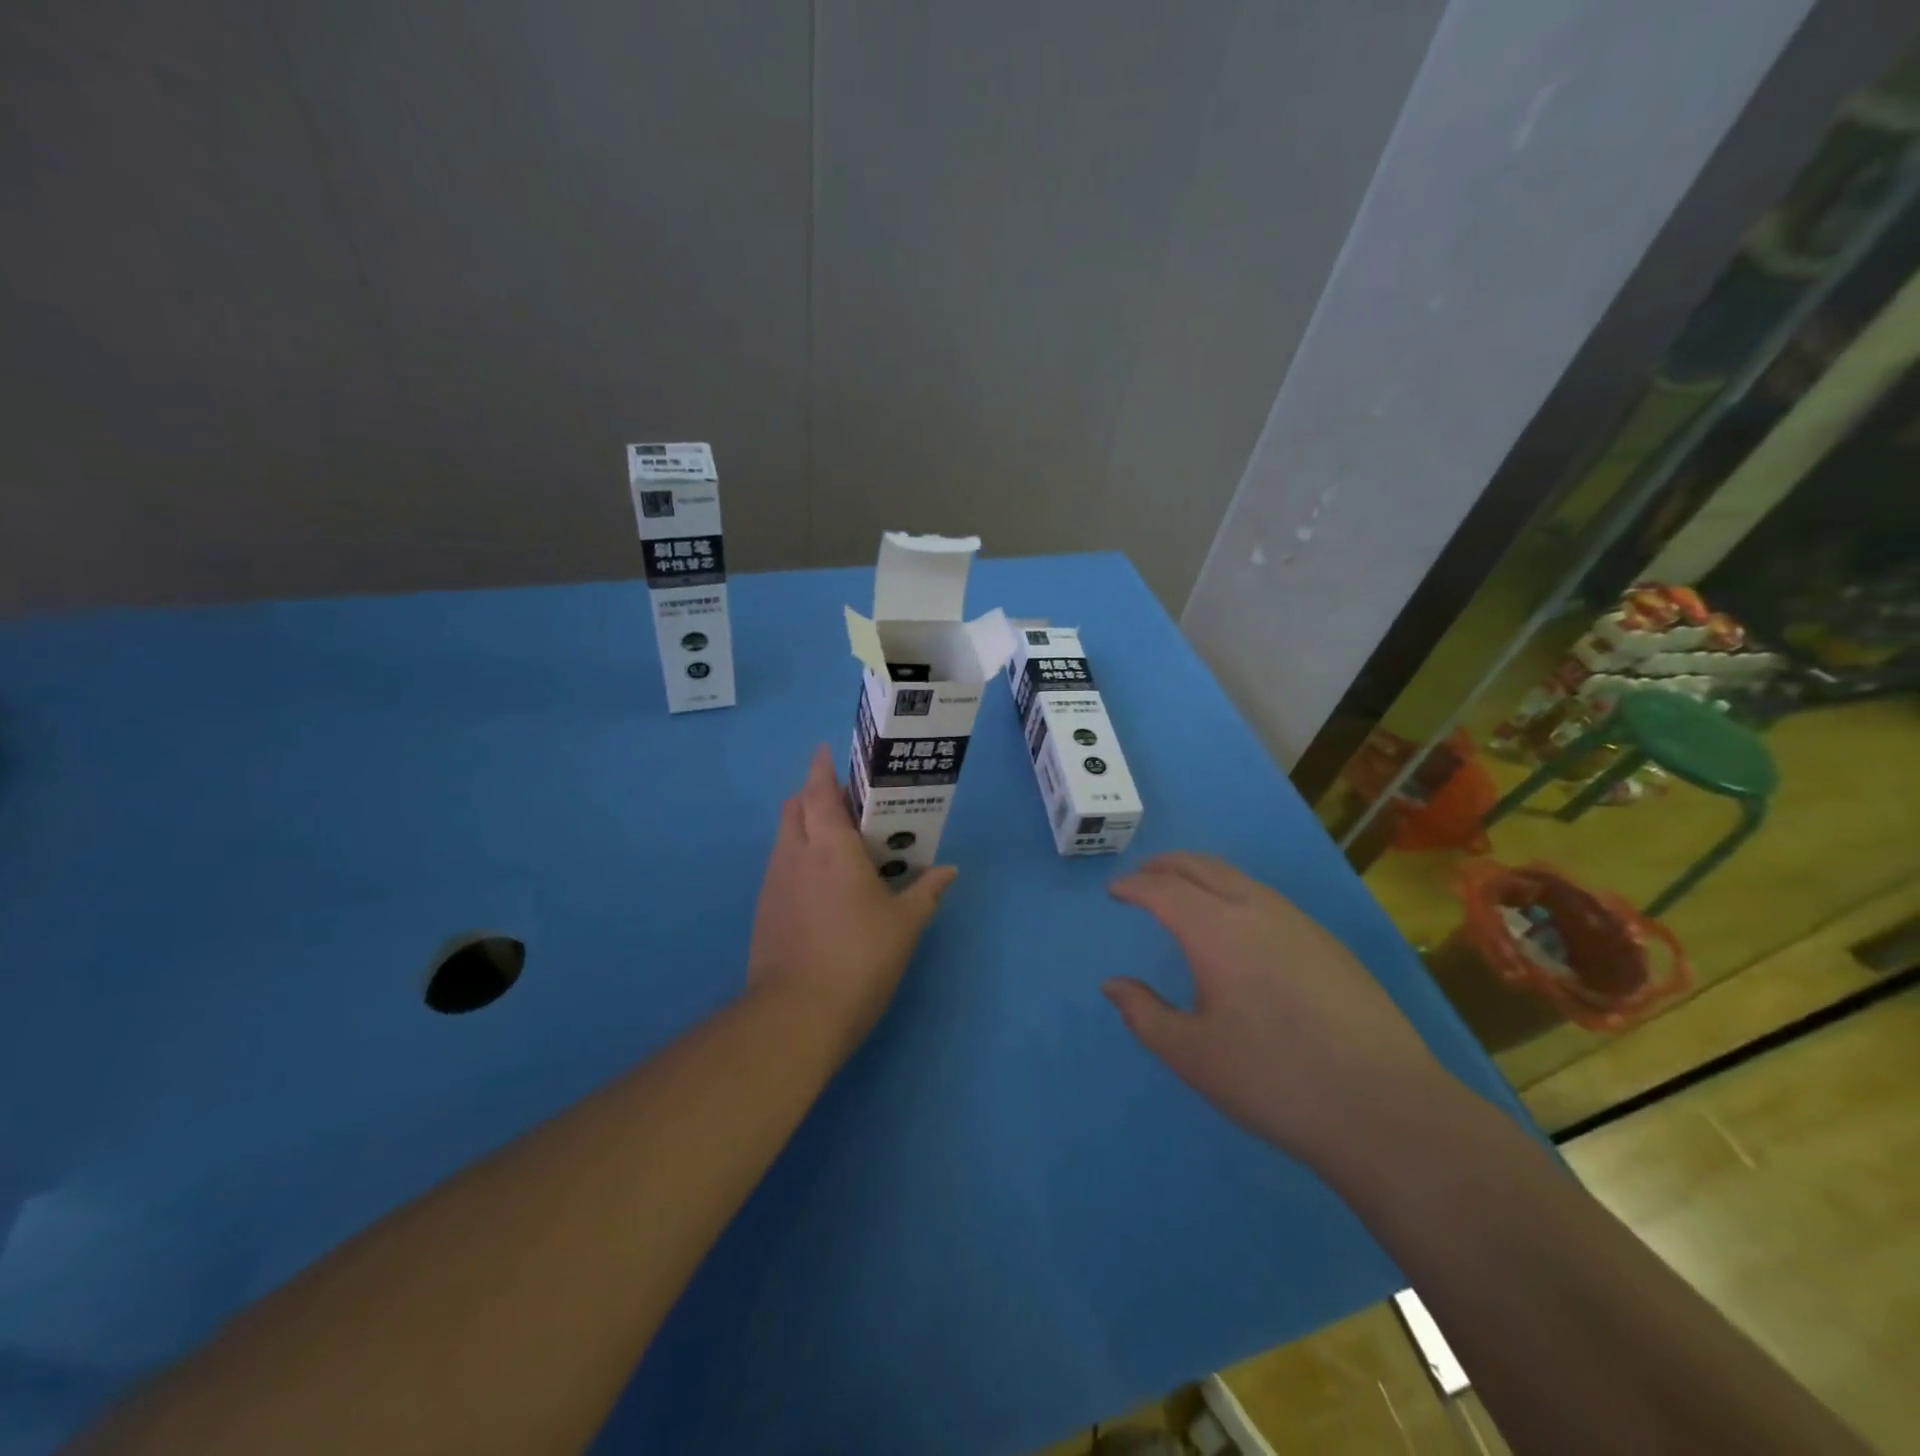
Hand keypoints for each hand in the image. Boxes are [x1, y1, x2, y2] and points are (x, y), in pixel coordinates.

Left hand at [746, 746, 956, 1058]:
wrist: (795, 1016)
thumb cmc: (859, 959)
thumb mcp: (904, 926)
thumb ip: (926, 892)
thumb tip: (948, 871)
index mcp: (831, 847)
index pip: (819, 791)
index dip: (822, 768)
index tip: (828, 752)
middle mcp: (795, 854)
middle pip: (795, 807)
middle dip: (815, 795)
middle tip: (849, 806)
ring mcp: (774, 883)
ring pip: (785, 837)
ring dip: (805, 827)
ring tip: (839, 846)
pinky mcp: (764, 910)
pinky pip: (781, 866)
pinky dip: (798, 858)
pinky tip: (822, 887)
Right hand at [1103, 852, 1454, 1165]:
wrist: (1384, 1107)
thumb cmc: (1273, 1079)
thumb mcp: (1192, 1055)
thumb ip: (1144, 1014)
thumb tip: (1113, 985)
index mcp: (1216, 930)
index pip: (1163, 889)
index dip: (1133, 886)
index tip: (1114, 891)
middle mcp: (1255, 909)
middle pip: (1201, 866)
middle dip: (1165, 865)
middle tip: (1142, 876)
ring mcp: (1298, 922)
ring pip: (1238, 877)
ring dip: (1201, 875)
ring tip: (1184, 894)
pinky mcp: (1328, 942)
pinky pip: (1266, 898)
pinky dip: (1234, 893)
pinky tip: (1238, 928)